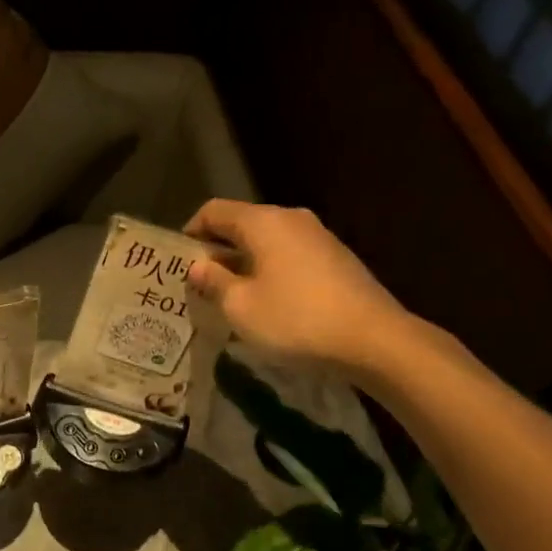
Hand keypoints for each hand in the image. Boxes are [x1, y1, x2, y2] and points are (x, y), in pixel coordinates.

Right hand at [183, 200, 419, 379]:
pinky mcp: (336, 259)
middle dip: (217, 251)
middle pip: (242, 224)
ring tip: (229, 296)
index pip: (214, 210)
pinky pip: (290, 256)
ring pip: (267, 242)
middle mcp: (291, 219)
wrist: (374, 339)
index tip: (178, 261)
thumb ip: (213, 282)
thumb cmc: (295, 319)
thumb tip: (198, 266)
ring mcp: (319, 237)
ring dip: (244, 263)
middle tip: (198, 283)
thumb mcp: (240, 306)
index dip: (190, 231)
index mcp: (263, 222)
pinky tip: (267, 302)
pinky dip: (270, 271)